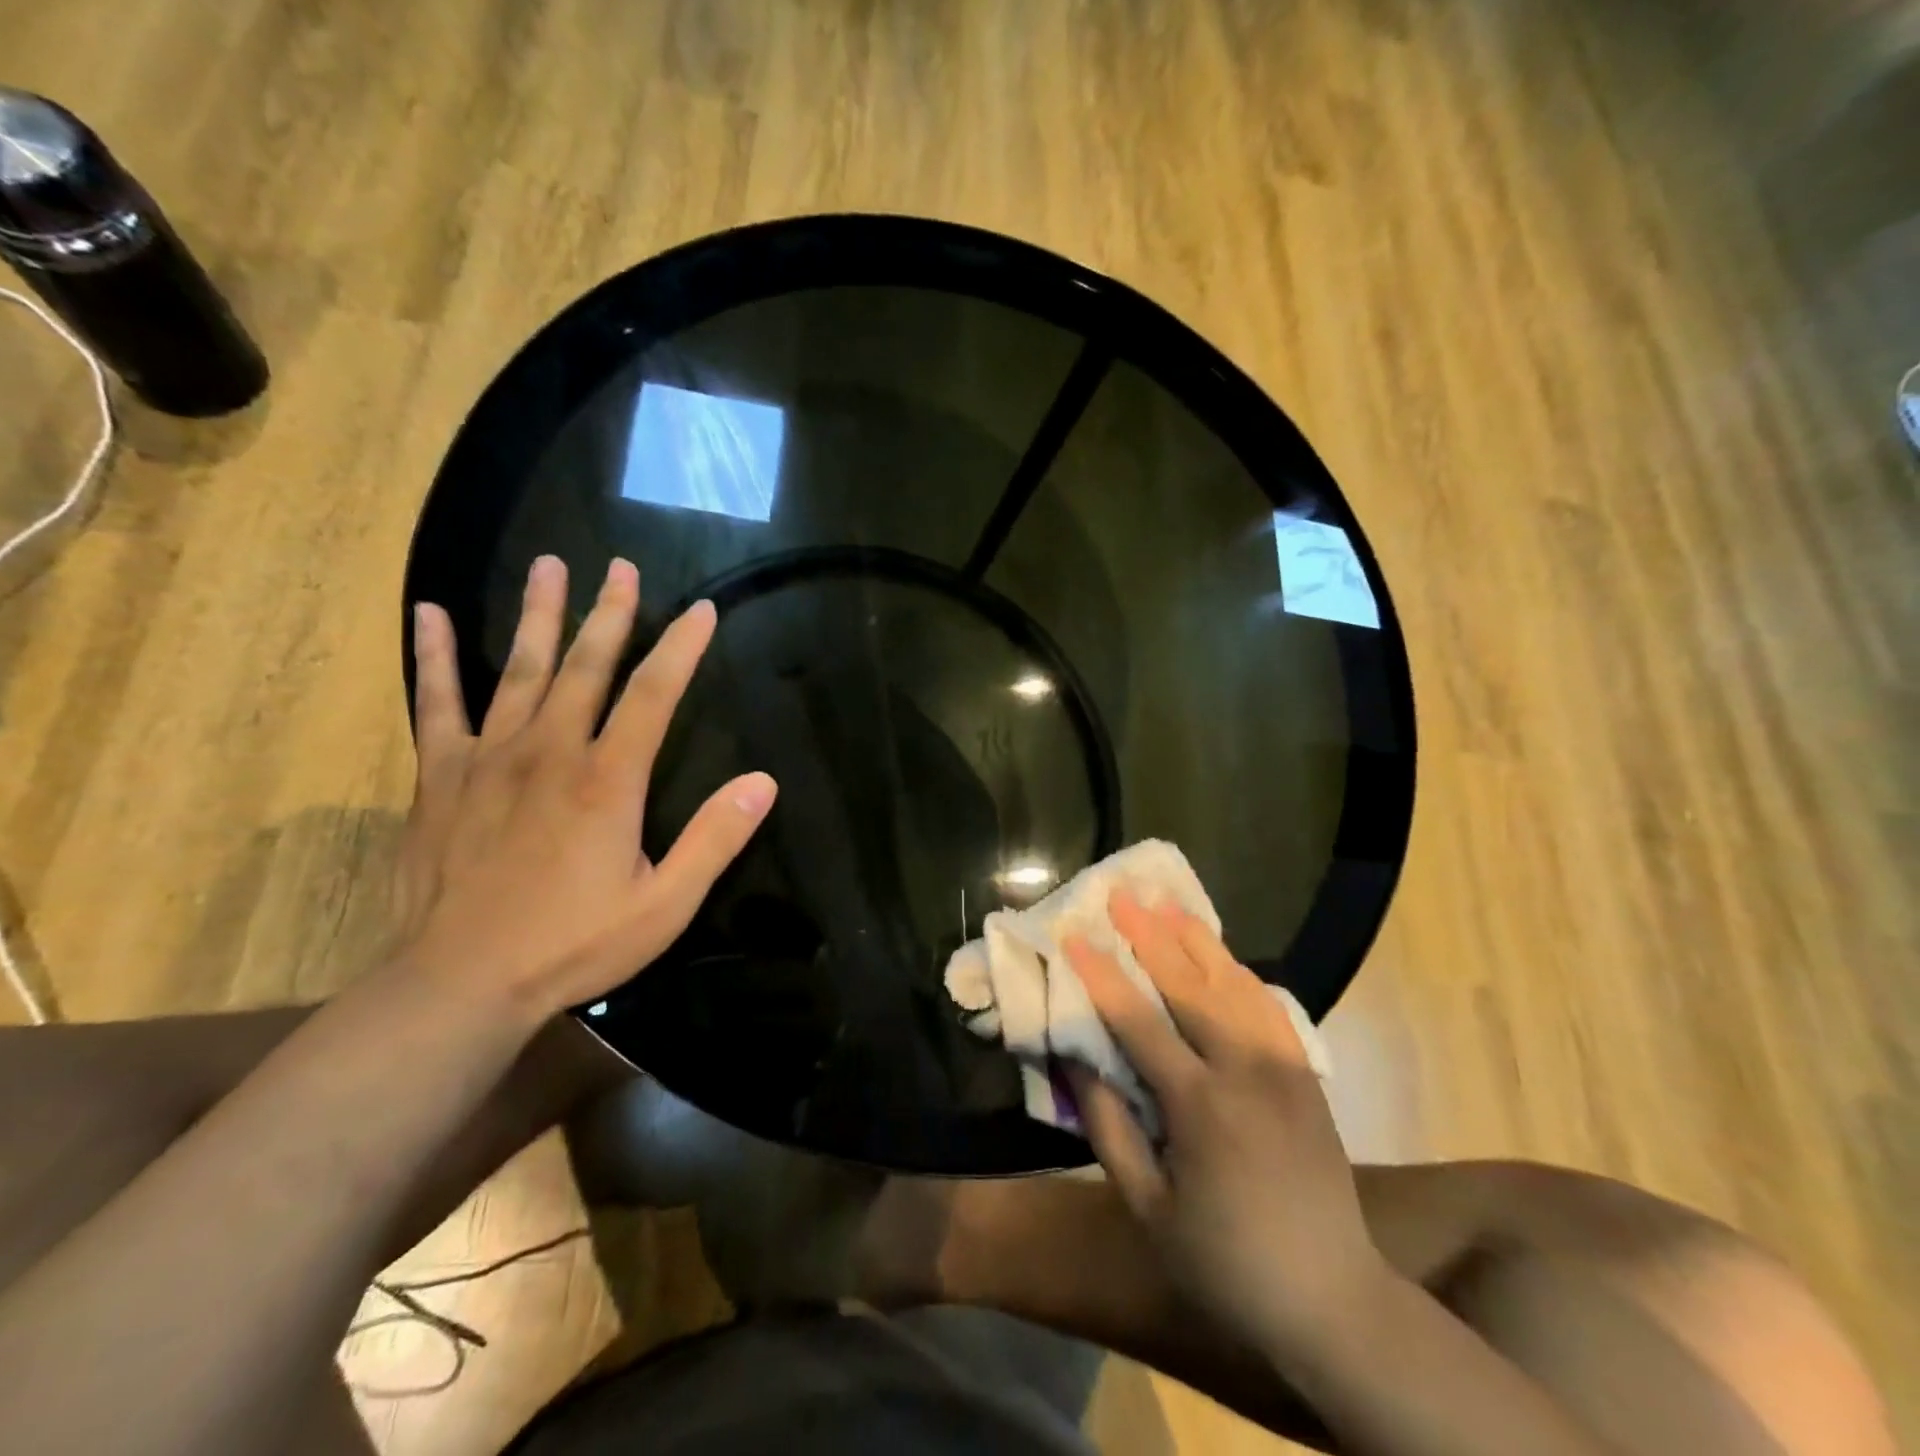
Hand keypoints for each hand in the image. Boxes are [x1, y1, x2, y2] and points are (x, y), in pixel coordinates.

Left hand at [393, 555, 775, 1018]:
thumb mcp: (665, 904)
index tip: (701, 610)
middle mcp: (550, 752)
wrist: (458, 984)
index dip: (681, 648)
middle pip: (586, 666)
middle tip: (620, 566)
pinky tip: (433, 616)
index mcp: (608, 780)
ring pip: (520, 670)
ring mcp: (489, 758)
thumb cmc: (573, 945)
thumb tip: (763, 782)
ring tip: (550, 565)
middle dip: (610, 613)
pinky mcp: (441, 777)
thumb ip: (715, 839)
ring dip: (539, 615)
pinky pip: (436, 705)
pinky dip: (436, 657)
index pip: (655, 695)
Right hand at [1064, 895, 1388, 1358]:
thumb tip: (1077, 1059)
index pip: (1138, 1021)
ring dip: (1196, 939)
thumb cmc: (1224, 1263)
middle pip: (1189, 985)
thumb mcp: (1148, 1208)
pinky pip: (1269, 1006)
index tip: (1073, 935)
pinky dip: (1239, 971)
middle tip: (1122, 893)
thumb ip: (1109, 1127)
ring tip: (1167, 903)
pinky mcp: (1306, 1074)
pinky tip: (1221, 954)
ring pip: (1234, 983)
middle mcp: (1245, 1072)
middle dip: (1149, 934)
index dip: (1101, 974)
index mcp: (1200, 1107)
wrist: (1333, 1302)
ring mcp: (1284, 1067)